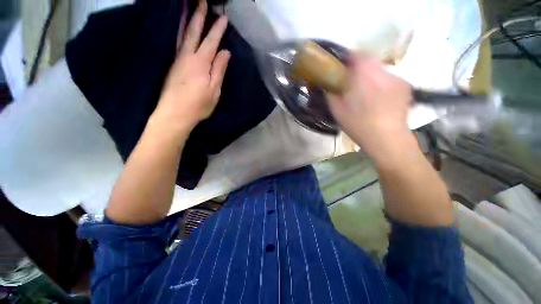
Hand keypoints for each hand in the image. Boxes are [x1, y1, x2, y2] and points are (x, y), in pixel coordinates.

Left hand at [152, 0, 230, 132]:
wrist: (175, 113)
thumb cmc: (198, 104)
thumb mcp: (214, 90)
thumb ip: (219, 70)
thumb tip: (225, 52)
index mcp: (201, 63)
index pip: (211, 42)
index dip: (217, 30)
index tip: (223, 18)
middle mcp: (187, 56)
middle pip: (193, 32)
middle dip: (198, 15)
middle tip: (202, 0)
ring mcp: (178, 60)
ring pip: (183, 35)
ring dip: (187, 20)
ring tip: (190, 8)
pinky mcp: (172, 65)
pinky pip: (178, 43)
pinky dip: (181, 33)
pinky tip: (183, 30)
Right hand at [328, 54, 413, 160]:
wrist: (387, 138)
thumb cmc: (358, 125)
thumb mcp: (337, 111)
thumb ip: (331, 94)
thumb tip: (328, 85)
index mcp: (363, 76)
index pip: (357, 54)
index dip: (348, 58)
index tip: (342, 68)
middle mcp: (381, 71)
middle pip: (369, 61)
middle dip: (359, 69)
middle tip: (352, 83)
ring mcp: (396, 77)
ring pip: (379, 70)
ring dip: (371, 77)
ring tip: (367, 94)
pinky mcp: (405, 86)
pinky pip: (389, 79)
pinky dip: (381, 85)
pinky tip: (379, 100)